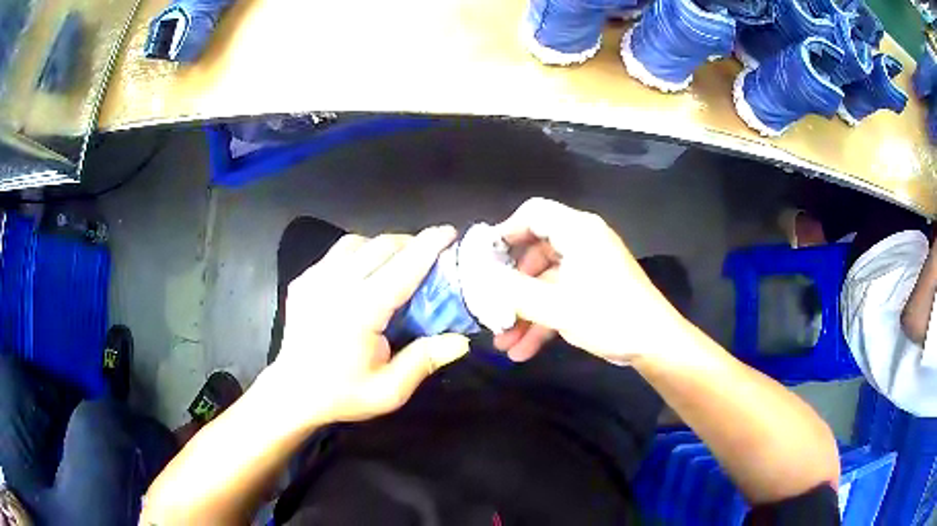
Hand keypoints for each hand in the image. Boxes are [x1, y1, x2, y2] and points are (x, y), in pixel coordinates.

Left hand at [269, 226, 469, 425]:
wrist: (293, 393)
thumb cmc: (343, 394)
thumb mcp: (389, 390)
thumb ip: (424, 360)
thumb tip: (461, 340)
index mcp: (360, 310)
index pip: (402, 268)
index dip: (429, 246)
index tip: (449, 232)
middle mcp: (335, 285)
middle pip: (381, 246)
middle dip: (411, 243)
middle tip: (430, 256)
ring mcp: (315, 278)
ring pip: (357, 242)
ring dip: (383, 246)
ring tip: (397, 263)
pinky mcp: (303, 280)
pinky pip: (337, 253)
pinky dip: (359, 254)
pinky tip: (365, 274)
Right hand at [493, 198, 685, 363]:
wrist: (654, 343)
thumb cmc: (608, 316)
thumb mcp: (555, 306)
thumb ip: (513, 290)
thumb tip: (478, 277)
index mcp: (577, 231)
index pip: (532, 213)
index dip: (505, 232)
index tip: (483, 260)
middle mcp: (583, 241)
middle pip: (535, 251)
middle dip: (511, 285)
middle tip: (491, 305)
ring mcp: (589, 266)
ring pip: (545, 281)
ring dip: (524, 311)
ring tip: (503, 342)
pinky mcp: (594, 287)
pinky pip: (560, 295)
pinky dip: (542, 318)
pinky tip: (523, 350)